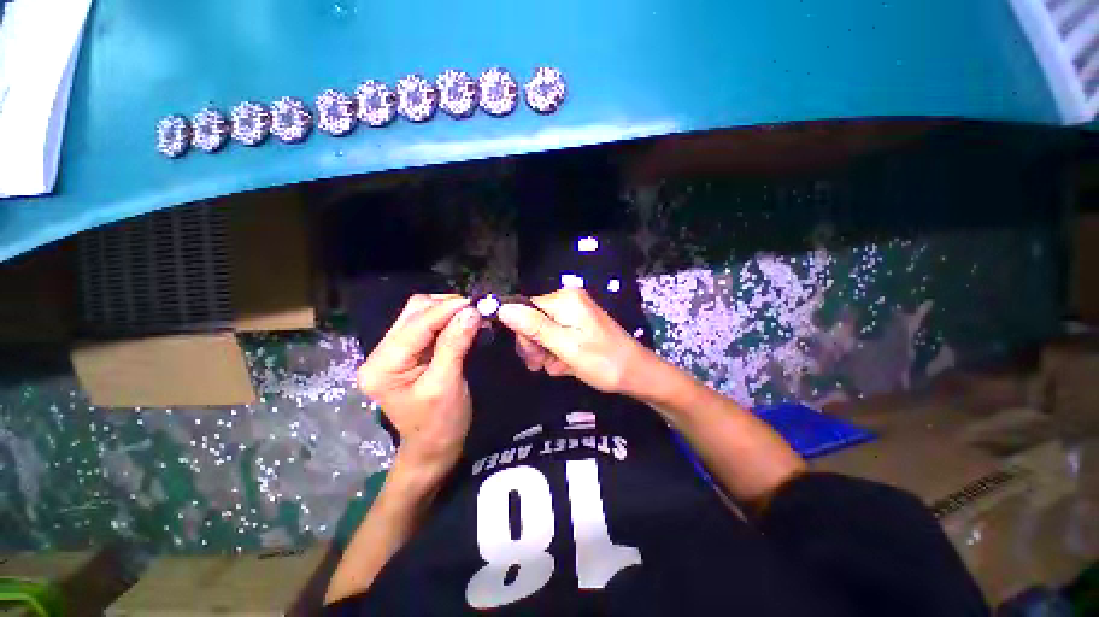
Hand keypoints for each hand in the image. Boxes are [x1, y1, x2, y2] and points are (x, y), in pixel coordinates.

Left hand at [357, 295, 481, 477]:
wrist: (434, 447)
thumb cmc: (440, 423)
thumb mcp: (447, 384)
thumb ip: (455, 344)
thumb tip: (471, 311)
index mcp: (382, 367)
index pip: (416, 325)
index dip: (446, 310)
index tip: (476, 303)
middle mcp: (380, 353)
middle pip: (414, 313)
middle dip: (446, 307)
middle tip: (476, 310)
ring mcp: (392, 351)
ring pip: (420, 314)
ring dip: (448, 311)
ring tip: (472, 315)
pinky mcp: (407, 352)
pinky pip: (427, 325)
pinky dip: (447, 320)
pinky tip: (462, 322)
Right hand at [497, 288, 659, 394]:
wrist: (637, 374)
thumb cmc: (603, 362)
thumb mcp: (566, 347)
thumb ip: (534, 327)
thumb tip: (503, 308)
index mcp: (565, 300)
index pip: (524, 309)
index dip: (525, 334)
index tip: (534, 356)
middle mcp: (568, 300)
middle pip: (532, 320)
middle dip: (536, 345)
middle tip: (546, 364)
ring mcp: (574, 312)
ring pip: (542, 332)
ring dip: (547, 352)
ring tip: (562, 366)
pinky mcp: (578, 324)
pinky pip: (556, 336)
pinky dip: (558, 352)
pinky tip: (568, 364)